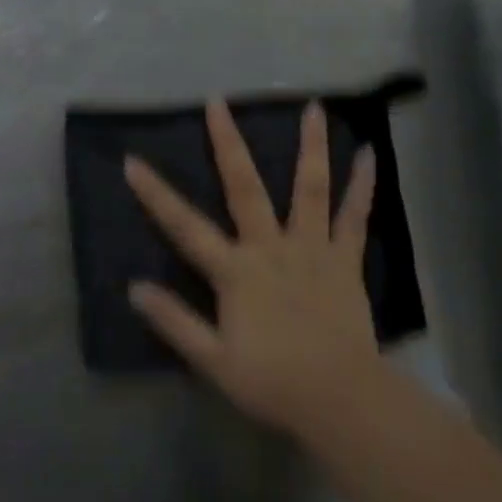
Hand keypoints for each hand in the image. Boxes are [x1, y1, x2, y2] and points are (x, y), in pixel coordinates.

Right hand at [124, 100, 382, 440]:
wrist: (340, 399)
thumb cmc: (272, 381)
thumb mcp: (212, 359)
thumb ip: (174, 321)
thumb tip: (134, 287)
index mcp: (236, 271)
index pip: (185, 226)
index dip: (156, 194)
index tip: (132, 161)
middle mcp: (271, 247)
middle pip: (245, 187)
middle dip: (228, 143)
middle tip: (218, 102)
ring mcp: (312, 250)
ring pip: (309, 189)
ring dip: (309, 146)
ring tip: (313, 106)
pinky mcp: (344, 261)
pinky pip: (355, 217)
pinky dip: (363, 185)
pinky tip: (368, 154)